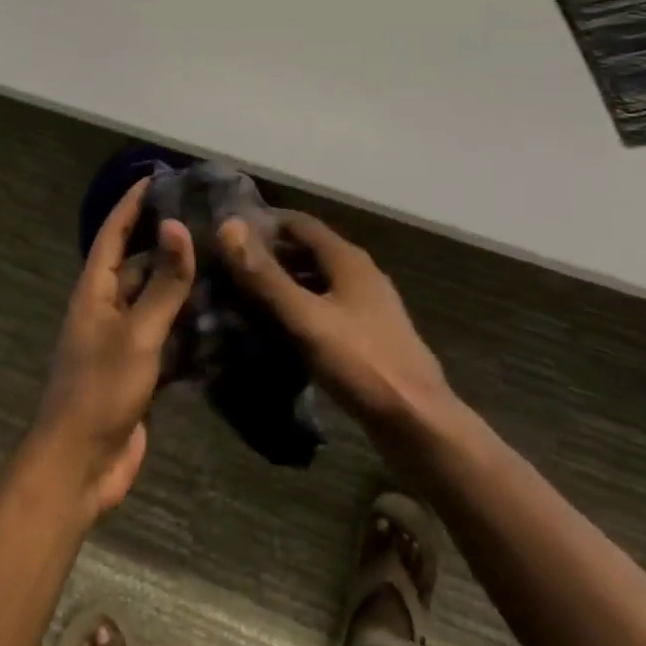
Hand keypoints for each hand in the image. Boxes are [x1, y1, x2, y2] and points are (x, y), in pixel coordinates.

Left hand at [32, 179, 195, 516]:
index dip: (132, 204)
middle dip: (168, 243)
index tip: (158, 177)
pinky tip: (221, 318)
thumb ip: (163, 283)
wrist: (80, 467)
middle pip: (139, 264)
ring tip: (224, 263)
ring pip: (156, 300)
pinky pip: (166, 336)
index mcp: (95, 291)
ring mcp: (123, 340)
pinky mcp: (139, 370)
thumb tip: (178, 226)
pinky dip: (189, 326)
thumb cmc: (101, 390)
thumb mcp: (137, 333)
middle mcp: (107, 308)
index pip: (114, 233)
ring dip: (183, 285)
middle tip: (210, 222)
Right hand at [221, 212, 454, 444]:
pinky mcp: (368, 336)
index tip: (227, 236)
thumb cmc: (360, 364)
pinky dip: (299, 310)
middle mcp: (359, 274)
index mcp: (348, 259)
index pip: (298, 222)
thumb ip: (265, 276)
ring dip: (283, 284)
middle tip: (228, 270)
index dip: (263, 223)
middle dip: (270, 255)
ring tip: (244, 300)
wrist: (418, 423)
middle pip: (308, 250)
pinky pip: (325, 309)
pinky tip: (277, 331)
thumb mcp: (305, 318)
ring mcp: (367, 306)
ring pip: (317, 281)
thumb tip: (228, 226)